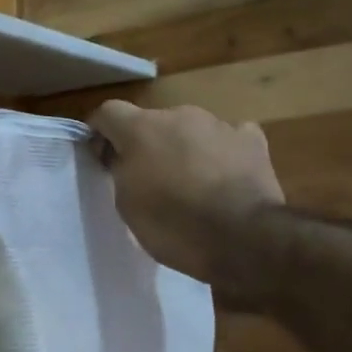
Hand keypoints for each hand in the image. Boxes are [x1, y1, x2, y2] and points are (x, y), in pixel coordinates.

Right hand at [89, 100, 284, 299]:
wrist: (244, 239)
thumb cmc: (174, 225)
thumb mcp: (127, 205)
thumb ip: (121, 171)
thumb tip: (123, 157)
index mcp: (141, 128)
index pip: (107, 112)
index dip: (100, 132)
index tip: (101, 158)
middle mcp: (179, 115)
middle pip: (151, 121)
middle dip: (146, 143)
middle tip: (147, 178)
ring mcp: (219, 125)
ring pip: (189, 129)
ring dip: (183, 147)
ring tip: (190, 182)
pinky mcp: (252, 141)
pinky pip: (227, 137)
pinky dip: (221, 152)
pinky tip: (224, 174)